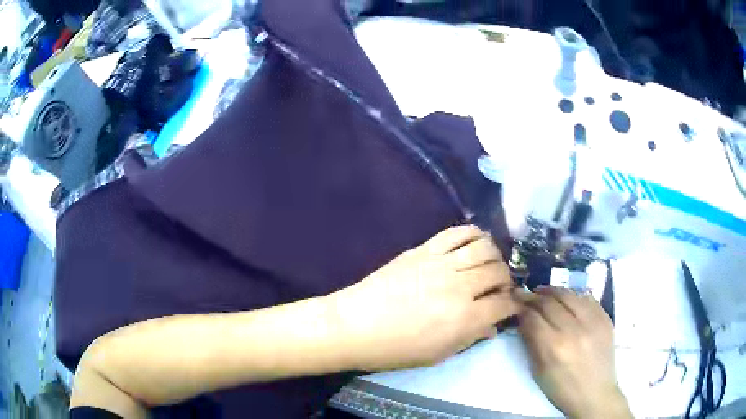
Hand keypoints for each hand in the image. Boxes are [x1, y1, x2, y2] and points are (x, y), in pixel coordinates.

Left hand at [329, 225, 518, 370]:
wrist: (356, 325)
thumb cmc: (396, 349)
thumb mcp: (438, 354)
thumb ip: (470, 338)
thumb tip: (492, 328)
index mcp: (465, 319)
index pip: (505, 304)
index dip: (513, 305)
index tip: (511, 306)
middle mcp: (460, 287)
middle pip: (499, 272)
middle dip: (506, 280)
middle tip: (499, 288)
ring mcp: (442, 264)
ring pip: (485, 248)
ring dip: (495, 256)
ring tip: (489, 265)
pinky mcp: (425, 249)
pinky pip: (458, 232)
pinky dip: (474, 234)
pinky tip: (476, 243)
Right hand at [516, 287, 631, 418]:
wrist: (595, 394)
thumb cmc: (562, 389)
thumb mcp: (539, 371)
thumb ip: (531, 343)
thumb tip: (523, 320)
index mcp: (554, 347)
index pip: (532, 317)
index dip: (521, 308)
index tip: (514, 304)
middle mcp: (574, 329)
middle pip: (549, 302)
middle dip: (533, 297)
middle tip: (524, 294)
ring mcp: (593, 321)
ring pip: (569, 294)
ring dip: (552, 291)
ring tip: (543, 292)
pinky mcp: (605, 318)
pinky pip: (587, 298)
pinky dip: (573, 296)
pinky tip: (566, 299)